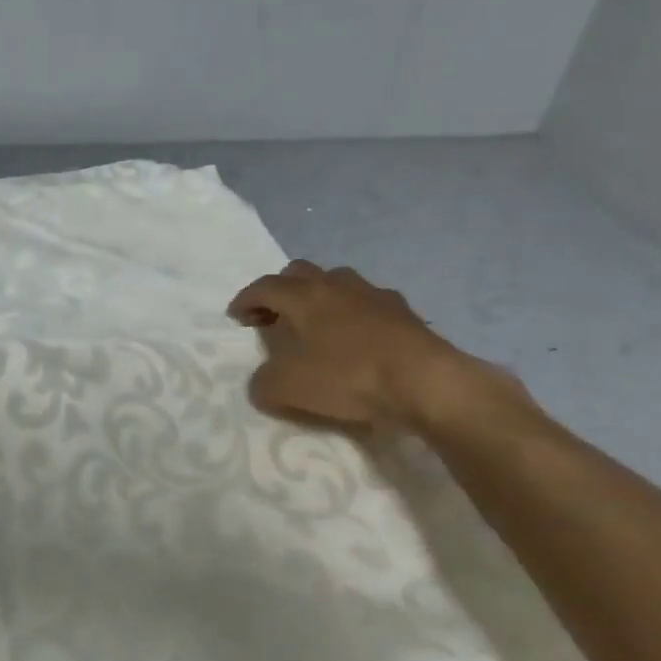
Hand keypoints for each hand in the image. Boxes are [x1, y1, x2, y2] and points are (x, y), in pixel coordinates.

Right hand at [227, 261, 494, 433]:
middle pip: (300, 273)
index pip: (265, 287)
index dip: (245, 299)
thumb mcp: (289, 388)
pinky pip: (368, 303)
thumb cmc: (349, 377)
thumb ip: (264, 383)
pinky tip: (357, 338)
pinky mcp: (404, 312)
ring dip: (320, 297)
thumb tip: (261, 381)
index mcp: (305, 296)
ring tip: (316, 325)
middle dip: (281, 290)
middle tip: (273, 317)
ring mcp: (374, 294)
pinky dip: (353, 314)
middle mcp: (337, 285)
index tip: (235, 316)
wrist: (425, 381)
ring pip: (337, 282)